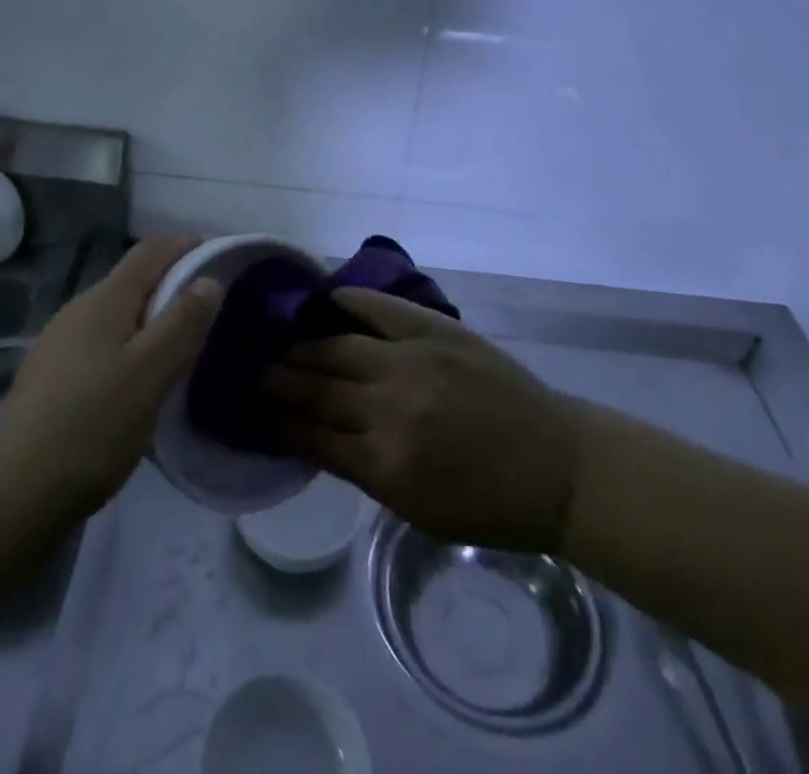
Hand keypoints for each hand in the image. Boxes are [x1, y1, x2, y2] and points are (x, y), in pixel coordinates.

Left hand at [0, 235, 221, 523]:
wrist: (15, 492)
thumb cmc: (93, 426)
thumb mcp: (150, 372)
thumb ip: (182, 322)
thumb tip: (207, 278)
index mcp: (104, 300)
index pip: (149, 250)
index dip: (184, 245)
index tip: (216, 255)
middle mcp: (77, 309)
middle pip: (131, 279)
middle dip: (170, 282)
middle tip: (207, 308)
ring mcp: (57, 341)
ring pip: (115, 313)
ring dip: (148, 316)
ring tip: (178, 344)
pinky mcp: (49, 374)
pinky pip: (99, 341)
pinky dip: (127, 343)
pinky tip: (135, 377)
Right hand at [266, 288, 580, 554]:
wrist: (556, 466)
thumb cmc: (488, 504)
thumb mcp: (415, 509)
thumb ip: (361, 469)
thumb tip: (314, 436)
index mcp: (385, 465)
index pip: (310, 437)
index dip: (276, 424)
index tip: (252, 413)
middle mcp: (390, 408)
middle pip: (316, 387)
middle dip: (278, 381)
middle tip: (252, 372)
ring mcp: (413, 362)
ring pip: (337, 347)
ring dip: (301, 346)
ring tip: (277, 343)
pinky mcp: (435, 331)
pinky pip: (379, 307)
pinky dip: (348, 300)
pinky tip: (323, 300)